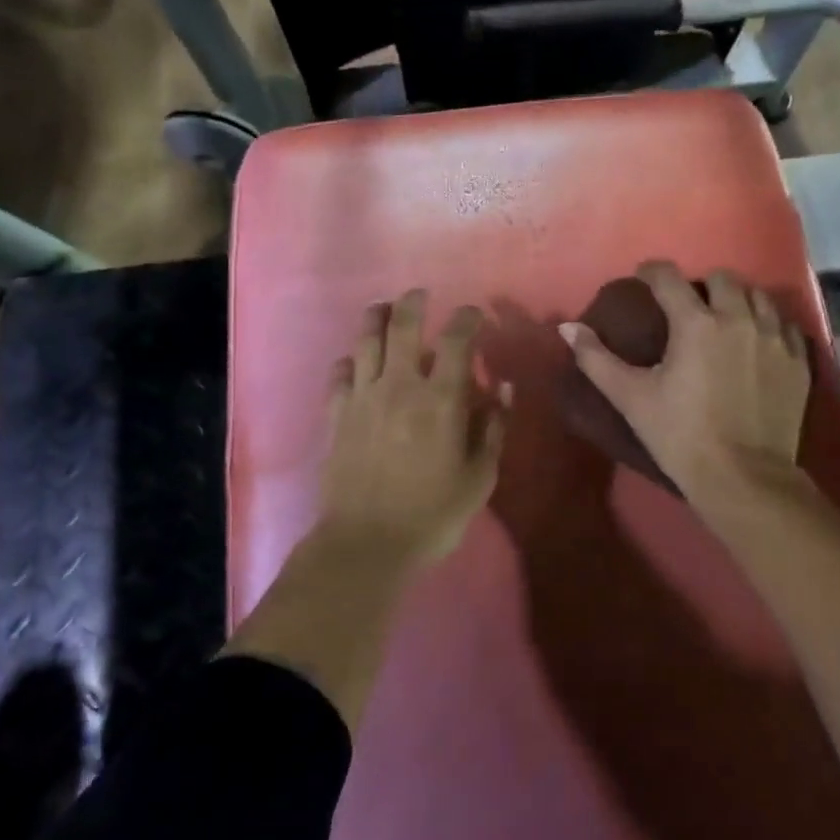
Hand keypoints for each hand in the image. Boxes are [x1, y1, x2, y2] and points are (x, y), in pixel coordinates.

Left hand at [318, 290, 509, 570]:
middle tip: (421, 294)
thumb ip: (493, 429)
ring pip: (366, 340)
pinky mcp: (337, 415)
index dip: (467, 318)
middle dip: (414, 302)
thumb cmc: (432, 514)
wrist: (366, 544)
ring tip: (384, 308)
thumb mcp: (479, 478)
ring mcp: (363, 397)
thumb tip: (501, 389)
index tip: (474, 314)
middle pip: (403, 325)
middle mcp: (400, 386)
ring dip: (377, 317)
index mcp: (441, 399)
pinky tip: (354, 363)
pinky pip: (339, 374)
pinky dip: (349, 361)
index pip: (457, 340)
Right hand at [560, 262, 810, 511]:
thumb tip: (567, 327)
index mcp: (695, 323)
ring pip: (757, 296)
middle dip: (700, 284)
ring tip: (724, 319)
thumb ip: (596, 358)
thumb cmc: (680, 435)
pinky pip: (784, 323)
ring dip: (737, 299)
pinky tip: (756, 341)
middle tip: (688, 305)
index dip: (652, 272)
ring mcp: (774, 338)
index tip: (643, 278)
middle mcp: (738, 318)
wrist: (744, 479)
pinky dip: (768, 322)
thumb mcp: (631, 397)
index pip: (669, 277)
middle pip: (721, 278)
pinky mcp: (799, 360)